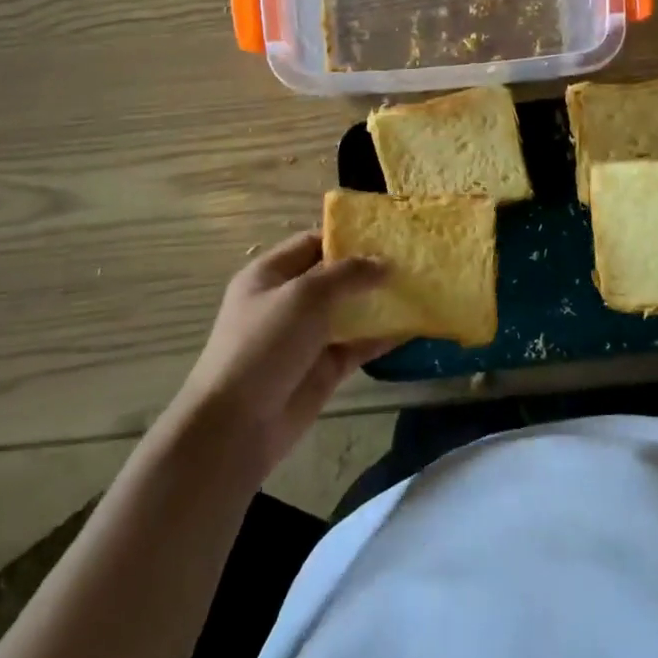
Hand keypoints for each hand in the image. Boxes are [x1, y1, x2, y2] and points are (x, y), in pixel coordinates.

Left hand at [174, 232, 393, 474]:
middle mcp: (288, 301)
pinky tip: (413, 326)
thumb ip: (347, 274)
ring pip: (349, 311)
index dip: (346, 237)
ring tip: (420, 286)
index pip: (312, 243)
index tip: (386, 233)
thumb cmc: (264, 344)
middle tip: (412, 258)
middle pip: (334, 276)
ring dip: (380, 301)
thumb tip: (384, 263)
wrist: (237, 424)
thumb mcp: (304, 296)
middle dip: (368, 268)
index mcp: (270, 274)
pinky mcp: (324, 368)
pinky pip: (358, 345)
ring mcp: (307, 337)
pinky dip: (383, 337)